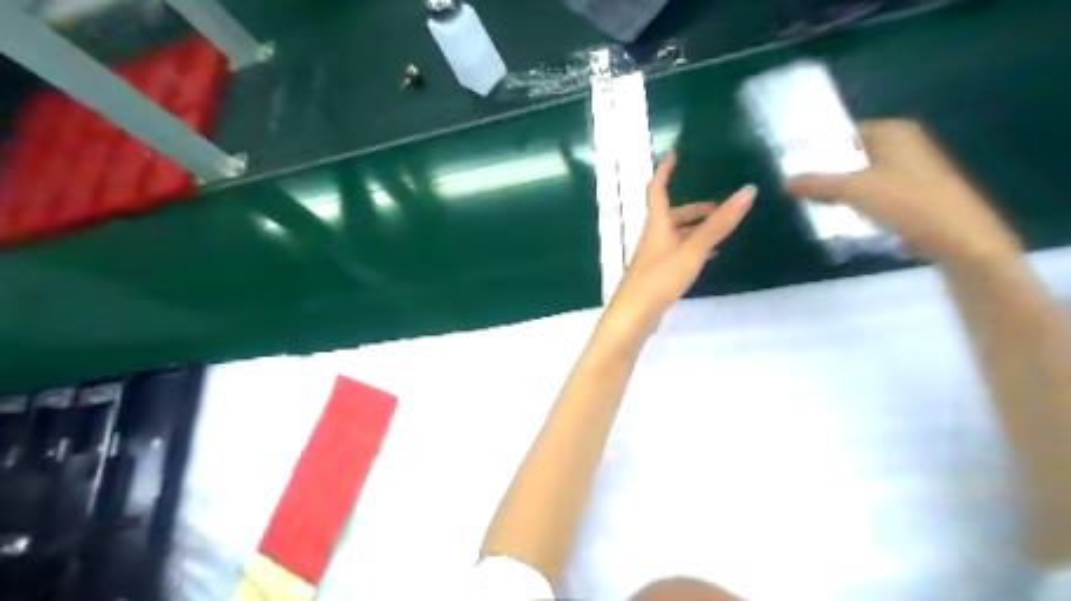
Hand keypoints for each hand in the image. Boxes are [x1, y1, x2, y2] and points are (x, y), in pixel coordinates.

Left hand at [599, 151, 756, 342]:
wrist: (634, 316)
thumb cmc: (659, 279)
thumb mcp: (692, 250)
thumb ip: (719, 224)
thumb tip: (748, 191)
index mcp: (657, 225)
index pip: (657, 189)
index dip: (665, 170)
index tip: (674, 153)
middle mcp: (653, 237)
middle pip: (672, 215)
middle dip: (695, 209)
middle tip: (721, 208)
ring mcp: (654, 257)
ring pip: (676, 235)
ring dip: (696, 229)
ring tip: (721, 232)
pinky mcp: (658, 274)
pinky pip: (678, 253)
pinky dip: (694, 248)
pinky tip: (708, 257)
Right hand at [785, 119, 1018, 264]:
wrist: (956, 236)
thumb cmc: (904, 202)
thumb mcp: (852, 190)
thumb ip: (816, 184)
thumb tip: (786, 183)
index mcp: (893, 131)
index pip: (844, 133)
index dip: (819, 149)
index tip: (794, 167)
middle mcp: (904, 143)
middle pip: (852, 155)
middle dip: (828, 172)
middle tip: (799, 187)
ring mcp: (912, 169)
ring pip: (863, 176)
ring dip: (841, 190)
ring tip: (815, 204)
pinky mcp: (915, 193)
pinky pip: (876, 192)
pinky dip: (859, 202)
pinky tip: (843, 217)